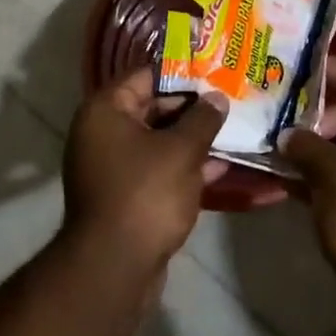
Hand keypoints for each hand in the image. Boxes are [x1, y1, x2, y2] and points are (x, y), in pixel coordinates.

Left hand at [64, 70, 228, 266]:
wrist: (115, 265)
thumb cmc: (146, 194)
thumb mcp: (182, 151)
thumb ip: (202, 119)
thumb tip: (217, 98)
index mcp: (105, 111)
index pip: (145, 76)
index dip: (182, 73)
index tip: (217, 71)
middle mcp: (102, 133)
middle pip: (152, 108)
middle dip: (192, 108)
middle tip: (231, 101)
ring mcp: (111, 166)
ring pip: (158, 142)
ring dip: (192, 140)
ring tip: (234, 130)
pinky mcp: (124, 195)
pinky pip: (157, 170)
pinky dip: (183, 167)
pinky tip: (221, 167)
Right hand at [281, 59, 335, 301]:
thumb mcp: (334, 173)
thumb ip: (307, 145)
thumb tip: (288, 135)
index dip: (335, 75)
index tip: (300, 66)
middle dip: (318, 117)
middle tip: (279, 112)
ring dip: (314, 149)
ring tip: (273, 139)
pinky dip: (319, 177)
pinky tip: (282, 176)